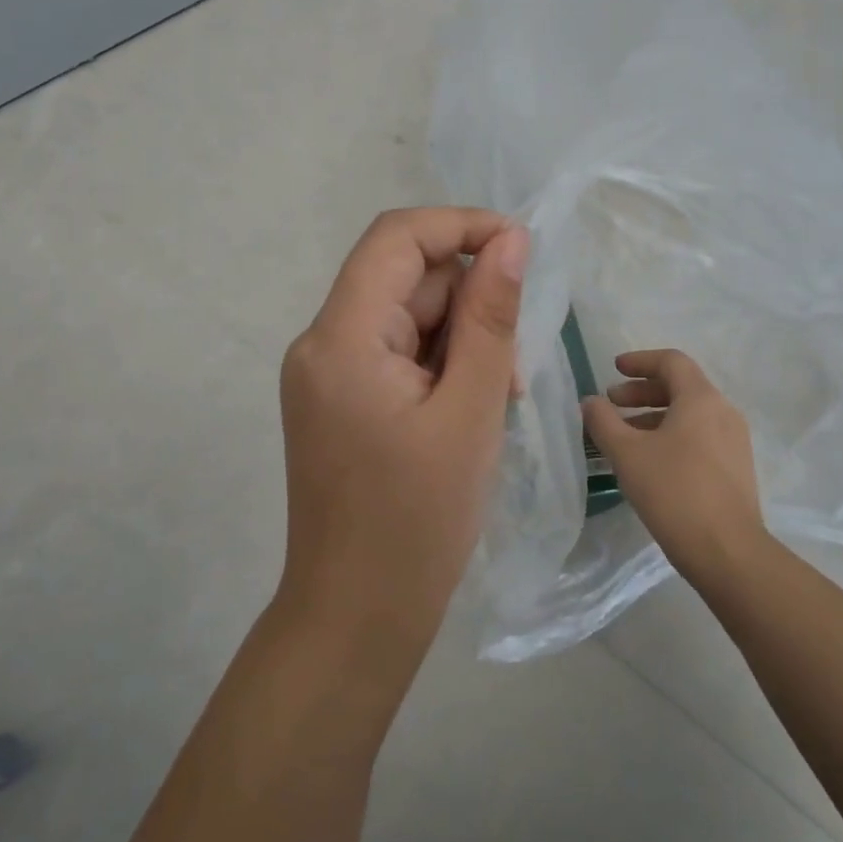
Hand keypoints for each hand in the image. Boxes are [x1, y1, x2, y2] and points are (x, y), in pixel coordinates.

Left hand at [277, 208, 526, 670]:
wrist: (358, 615)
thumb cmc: (418, 521)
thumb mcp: (470, 411)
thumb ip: (490, 318)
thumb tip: (510, 241)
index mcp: (342, 338)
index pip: (396, 239)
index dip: (460, 226)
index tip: (521, 247)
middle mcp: (321, 344)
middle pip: (404, 280)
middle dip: (468, 303)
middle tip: (514, 364)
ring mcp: (326, 375)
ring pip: (406, 319)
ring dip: (460, 341)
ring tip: (496, 400)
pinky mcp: (339, 401)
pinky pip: (396, 354)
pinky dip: (439, 367)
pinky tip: (469, 411)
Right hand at [583, 349, 768, 584]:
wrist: (727, 551)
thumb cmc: (674, 491)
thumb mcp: (627, 453)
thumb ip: (603, 421)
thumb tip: (590, 402)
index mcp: (701, 399)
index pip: (671, 361)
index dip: (639, 361)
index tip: (613, 370)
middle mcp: (723, 412)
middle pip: (680, 386)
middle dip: (642, 391)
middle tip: (612, 404)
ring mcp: (734, 441)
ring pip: (689, 414)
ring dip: (653, 416)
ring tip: (624, 436)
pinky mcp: (735, 468)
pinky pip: (699, 436)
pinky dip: (671, 435)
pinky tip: (649, 461)